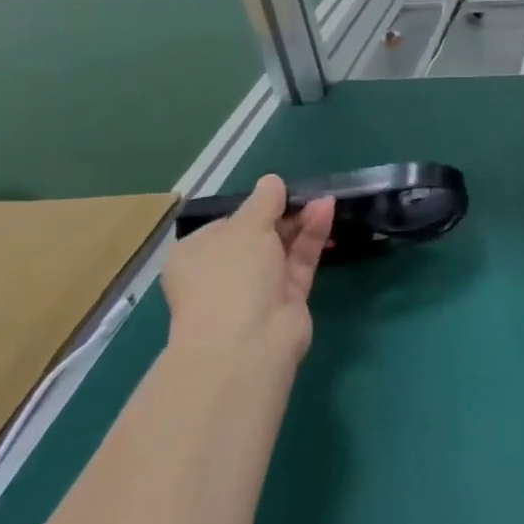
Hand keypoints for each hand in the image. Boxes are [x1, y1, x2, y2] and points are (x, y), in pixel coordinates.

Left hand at [162, 175, 334, 360]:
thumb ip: (264, 201)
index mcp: (196, 254)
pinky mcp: (286, 298)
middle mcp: (223, 271)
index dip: (254, 206)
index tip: (279, 192)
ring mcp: (256, 287)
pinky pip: (300, 260)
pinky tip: (327, 211)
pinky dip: (312, 237)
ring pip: (282, 247)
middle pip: (259, 234)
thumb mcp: (245, 226)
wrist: (247, 343)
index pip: (227, 223)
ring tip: (325, 199)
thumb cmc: (231, 276)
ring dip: (302, 222)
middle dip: (284, 212)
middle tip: (308, 193)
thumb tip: (271, 181)